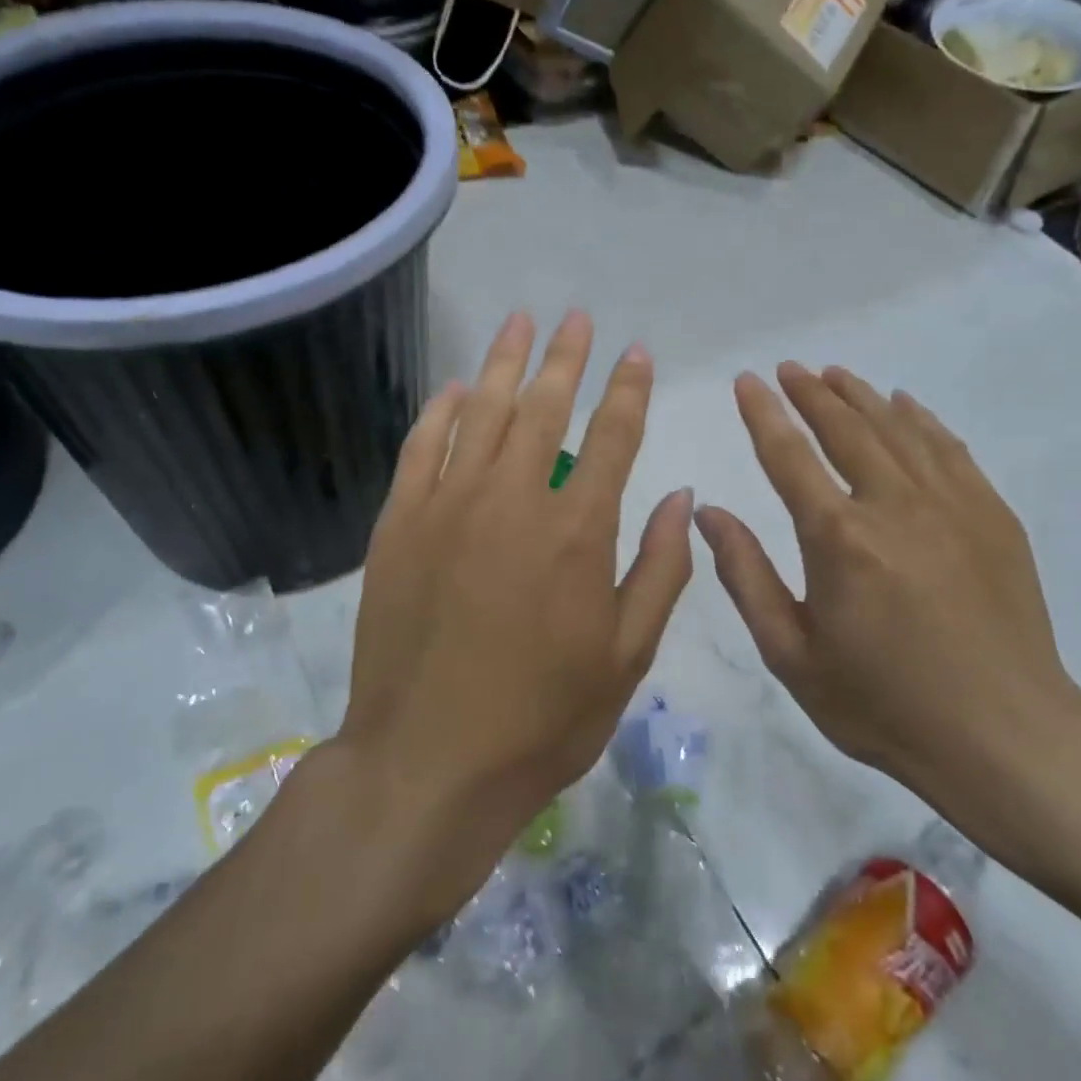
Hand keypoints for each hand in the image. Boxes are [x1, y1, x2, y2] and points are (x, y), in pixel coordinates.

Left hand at [337, 311, 694, 919]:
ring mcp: (448, 506)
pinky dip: (439, 412)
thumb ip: (660, 570)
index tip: (636, 353)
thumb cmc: (542, 718)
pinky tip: (453, 389)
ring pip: (480, 412)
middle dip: (566, 357)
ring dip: (504, 362)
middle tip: (576, 318)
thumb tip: (681, 498)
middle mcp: (513, 499)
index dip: (628, 390)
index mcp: (577, 531)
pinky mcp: (399, 524)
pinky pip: (421, 448)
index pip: (611, 436)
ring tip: (520, 322)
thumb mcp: (627, 656)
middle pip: (543, 406)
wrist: (429, 762)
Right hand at [693, 363, 1080, 870]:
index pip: (789, 455)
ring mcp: (952, 505)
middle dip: (811, 392)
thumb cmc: (882, 703)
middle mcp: (894, 505)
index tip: (747, 380)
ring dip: (861, 396)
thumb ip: (746, 575)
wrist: (1004, 737)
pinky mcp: (992, 516)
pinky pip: (949, 449)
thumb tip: (708, 511)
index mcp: (838, 538)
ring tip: (835, 373)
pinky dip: (920, 420)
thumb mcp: (791, 653)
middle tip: (789, 368)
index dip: (763, 413)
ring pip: (898, 428)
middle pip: (846, 428)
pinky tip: (905, 405)